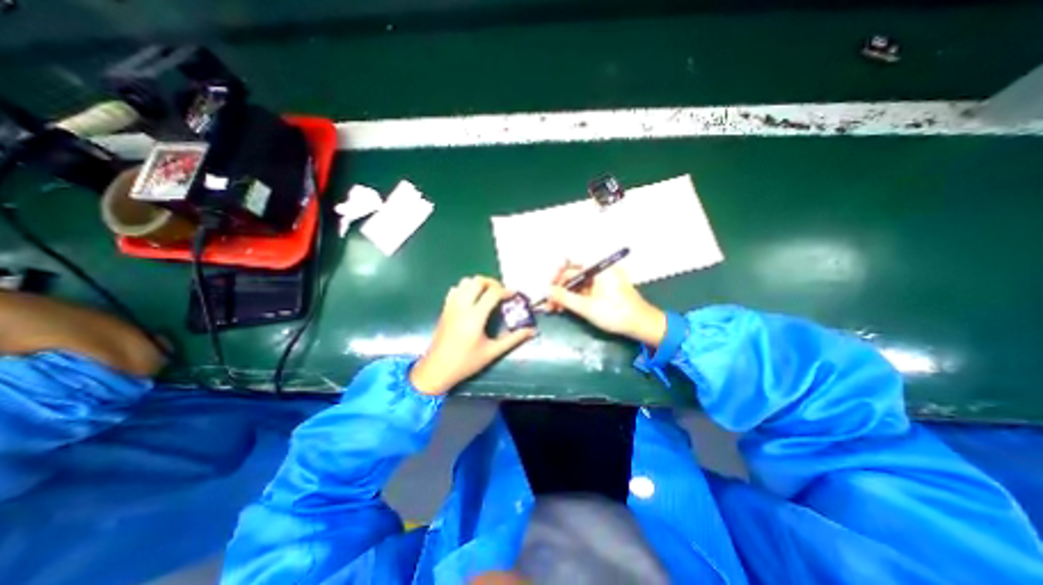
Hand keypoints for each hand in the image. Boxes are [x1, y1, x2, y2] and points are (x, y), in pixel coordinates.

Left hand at [409, 276, 537, 395]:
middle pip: (477, 281)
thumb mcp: (492, 352)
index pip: (492, 293)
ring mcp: (451, 306)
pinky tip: (473, 300)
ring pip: (464, 282)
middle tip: (501, 293)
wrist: (437, 369)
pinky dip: (466, 289)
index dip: (505, 291)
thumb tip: (532, 331)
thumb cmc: (466, 362)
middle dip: (492, 283)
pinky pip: (455, 290)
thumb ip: (513, 339)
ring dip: (478, 284)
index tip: (514, 295)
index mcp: (475, 317)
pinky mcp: (445, 309)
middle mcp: (462, 307)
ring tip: (488, 294)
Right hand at [546, 263, 666, 348]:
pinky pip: (584, 290)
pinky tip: (564, 307)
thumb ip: (564, 297)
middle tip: (548, 302)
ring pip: (577, 283)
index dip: (557, 272)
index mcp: (599, 267)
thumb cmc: (616, 314)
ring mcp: (601, 280)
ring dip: (565, 294)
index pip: (572, 261)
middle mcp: (599, 269)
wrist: (642, 325)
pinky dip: (574, 298)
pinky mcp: (602, 289)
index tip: (548, 286)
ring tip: (554, 308)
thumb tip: (546, 291)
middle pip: (573, 273)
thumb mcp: (587, 307)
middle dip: (559, 288)